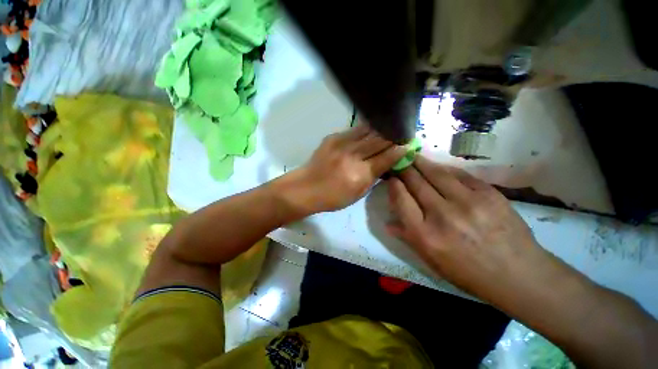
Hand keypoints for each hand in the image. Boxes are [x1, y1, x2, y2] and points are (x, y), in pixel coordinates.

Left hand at [285, 124, 405, 214]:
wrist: (306, 187)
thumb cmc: (333, 197)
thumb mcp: (358, 194)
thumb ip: (373, 177)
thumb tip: (387, 163)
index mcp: (360, 174)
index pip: (386, 158)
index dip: (400, 150)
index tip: (409, 144)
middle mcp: (353, 156)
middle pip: (379, 141)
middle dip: (394, 136)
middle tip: (403, 132)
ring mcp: (341, 144)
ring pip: (368, 131)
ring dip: (381, 129)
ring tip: (390, 127)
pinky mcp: (332, 138)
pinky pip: (354, 130)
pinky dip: (365, 129)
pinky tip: (371, 128)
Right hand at [387, 155, 547, 299]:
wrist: (518, 274)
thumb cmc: (468, 272)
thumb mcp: (431, 261)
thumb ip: (407, 237)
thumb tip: (387, 223)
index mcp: (425, 234)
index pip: (401, 199)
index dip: (393, 185)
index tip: (391, 178)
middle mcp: (442, 215)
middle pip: (416, 182)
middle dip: (404, 169)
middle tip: (399, 162)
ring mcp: (467, 202)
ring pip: (435, 173)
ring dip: (421, 162)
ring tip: (413, 156)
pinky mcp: (488, 193)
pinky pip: (459, 174)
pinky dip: (445, 169)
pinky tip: (439, 167)